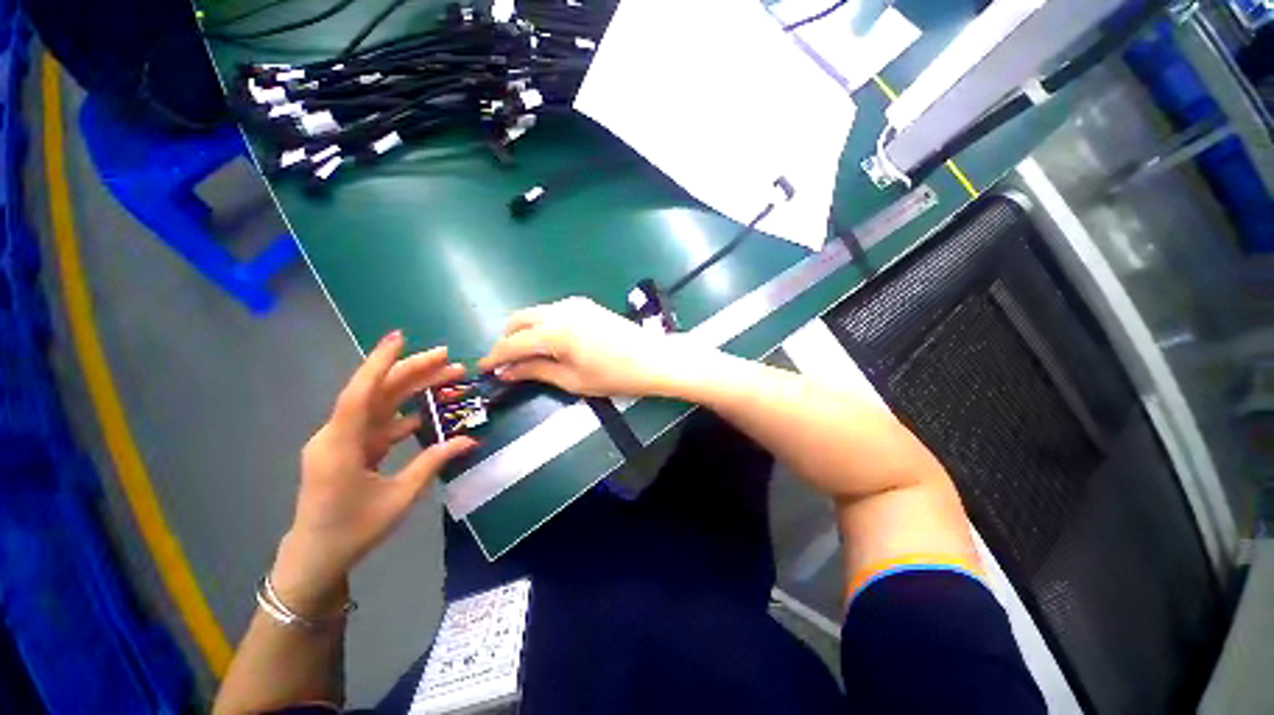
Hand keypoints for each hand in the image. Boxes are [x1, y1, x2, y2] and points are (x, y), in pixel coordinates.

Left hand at [272, 332, 475, 613]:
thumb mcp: (399, 497)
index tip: (399, 337)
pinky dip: (404, 414)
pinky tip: (428, 410)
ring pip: (380, 405)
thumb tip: (469, 440)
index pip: (360, 394)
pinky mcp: (350, 449)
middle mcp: (337, 435)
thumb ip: (433, 462)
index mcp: (340, 445)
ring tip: (447, 375)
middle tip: (448, 357)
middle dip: (412, 371)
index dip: (380, 363)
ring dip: (412, 389)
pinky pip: (380, 423)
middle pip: (376, 392)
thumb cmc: (353, 529)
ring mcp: (343, 441)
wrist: (316, 556)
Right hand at [477, 297, 716, 397]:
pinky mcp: (585, 304)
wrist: (652, 358)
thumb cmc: (613, 375)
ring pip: (535, 313)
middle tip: (506, 363)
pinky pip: (551, 311)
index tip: (483, 368)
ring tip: (527, 355)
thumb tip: (507, 371)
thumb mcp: (572, 380)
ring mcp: (573, 304)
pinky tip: (549, 342)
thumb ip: (536, 371)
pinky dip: (541, 325)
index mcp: (553, 331)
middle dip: (506, 339)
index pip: (512, 343)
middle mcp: (559, 310)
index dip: (494, 356)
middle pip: (518, 319)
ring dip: (523, 331)